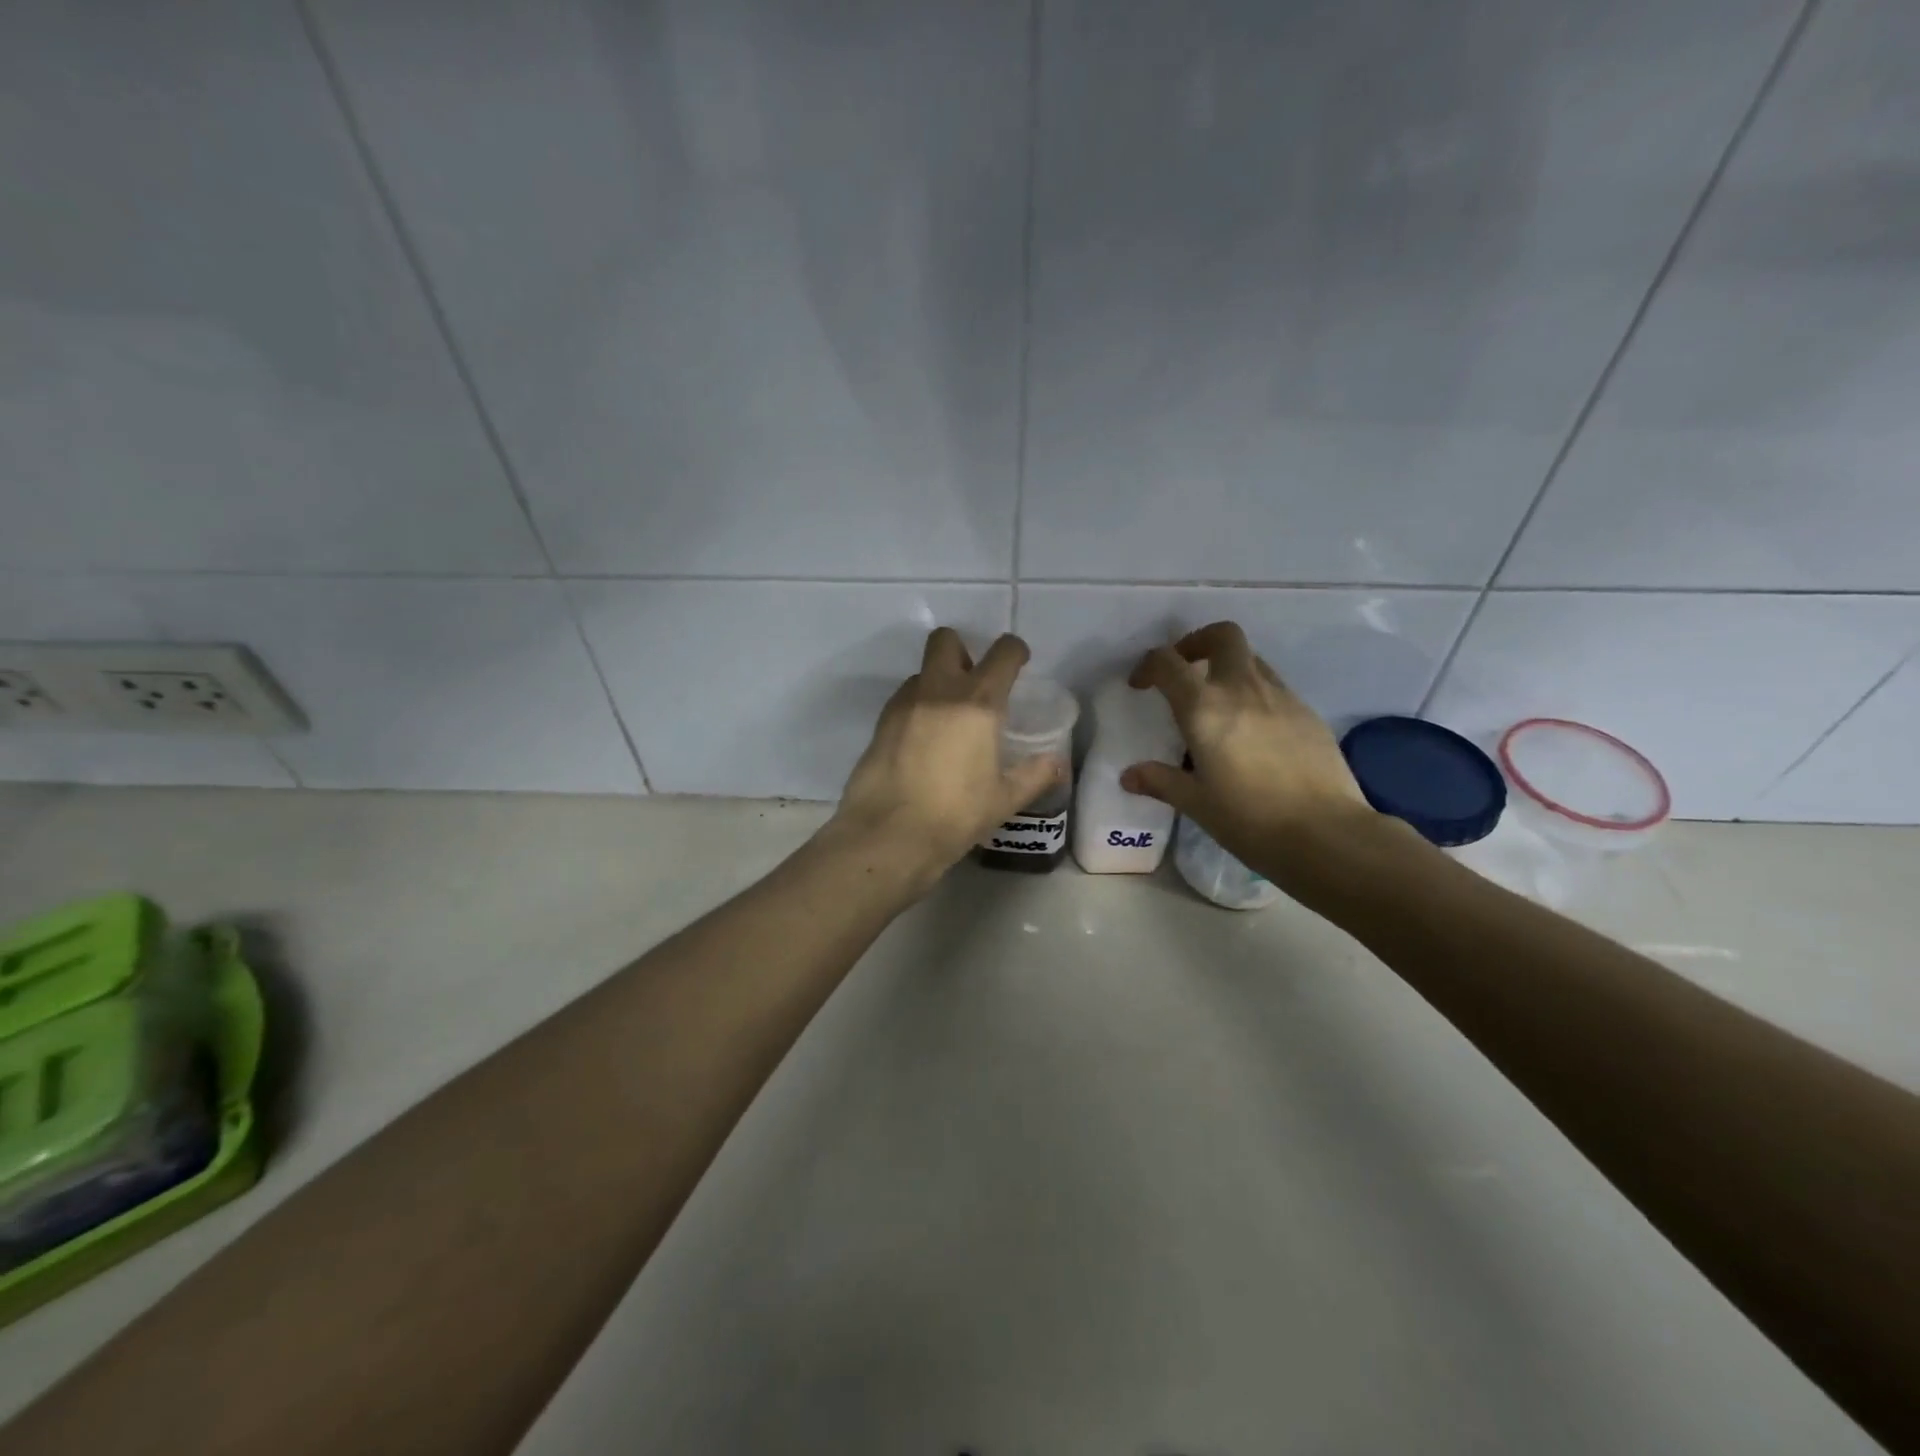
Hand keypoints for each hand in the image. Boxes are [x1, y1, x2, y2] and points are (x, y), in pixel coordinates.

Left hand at [826, 628, 1062, 890]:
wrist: (888, 834)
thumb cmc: (955, 815)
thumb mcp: (1004, 799)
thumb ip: (1034, 775)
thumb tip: (1057, 764)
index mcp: (978, 703)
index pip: (1002, 653)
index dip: (1015, 651)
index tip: (1019, 663)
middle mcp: (939, 691)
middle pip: (946, 640)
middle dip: (963, 651)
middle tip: (974, 683)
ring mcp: (904, 704)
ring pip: (922, 672)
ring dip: (938, 682)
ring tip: (948, 719)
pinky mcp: (880, 723)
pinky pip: (904, 699)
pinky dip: (917, 707)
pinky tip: (923, 741)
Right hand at [1120, 621, 1383, 885]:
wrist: (1327, 834)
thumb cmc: (1250, 819)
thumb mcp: (1196, 803)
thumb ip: (1161, 781)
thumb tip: (1129, 776)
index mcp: (1205, 708)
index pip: (1168, 662)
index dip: (1148, 666)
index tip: (1140, 686)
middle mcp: (1242, 689)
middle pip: (1222, 636)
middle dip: (1197, 643)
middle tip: (1185, 670)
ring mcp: (1281, 697)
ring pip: (1252, 659)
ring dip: (1228, 668)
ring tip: (1218, 704)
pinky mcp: (1308, 713)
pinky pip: (1274, 687)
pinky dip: (1255, 694)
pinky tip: (1253, 732)